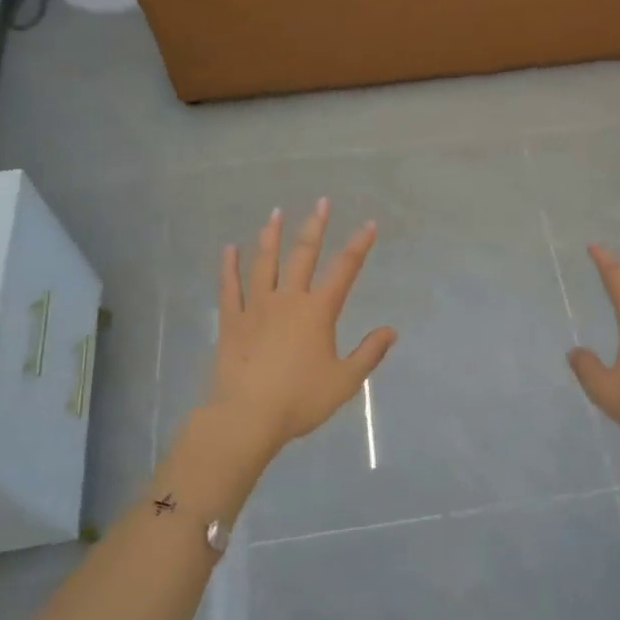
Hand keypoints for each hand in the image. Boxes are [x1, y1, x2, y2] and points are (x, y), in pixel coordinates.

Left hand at [203, 200, 395, 464]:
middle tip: (321, 202)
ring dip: (271, 236)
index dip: (358, 245)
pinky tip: (228, 249)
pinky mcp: (231, 321)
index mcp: (318, 311)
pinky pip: (228, 287)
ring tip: (275, 213)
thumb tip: (390, 331)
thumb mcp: (344, 381)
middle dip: (315, 227)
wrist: (247, 417)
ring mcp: (256, 307)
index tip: (368, 224)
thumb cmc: (300, 400)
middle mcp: (288, 300)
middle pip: (303, 255)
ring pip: (264, 263)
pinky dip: (228, 267)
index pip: (344, 270)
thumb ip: (368, 353)